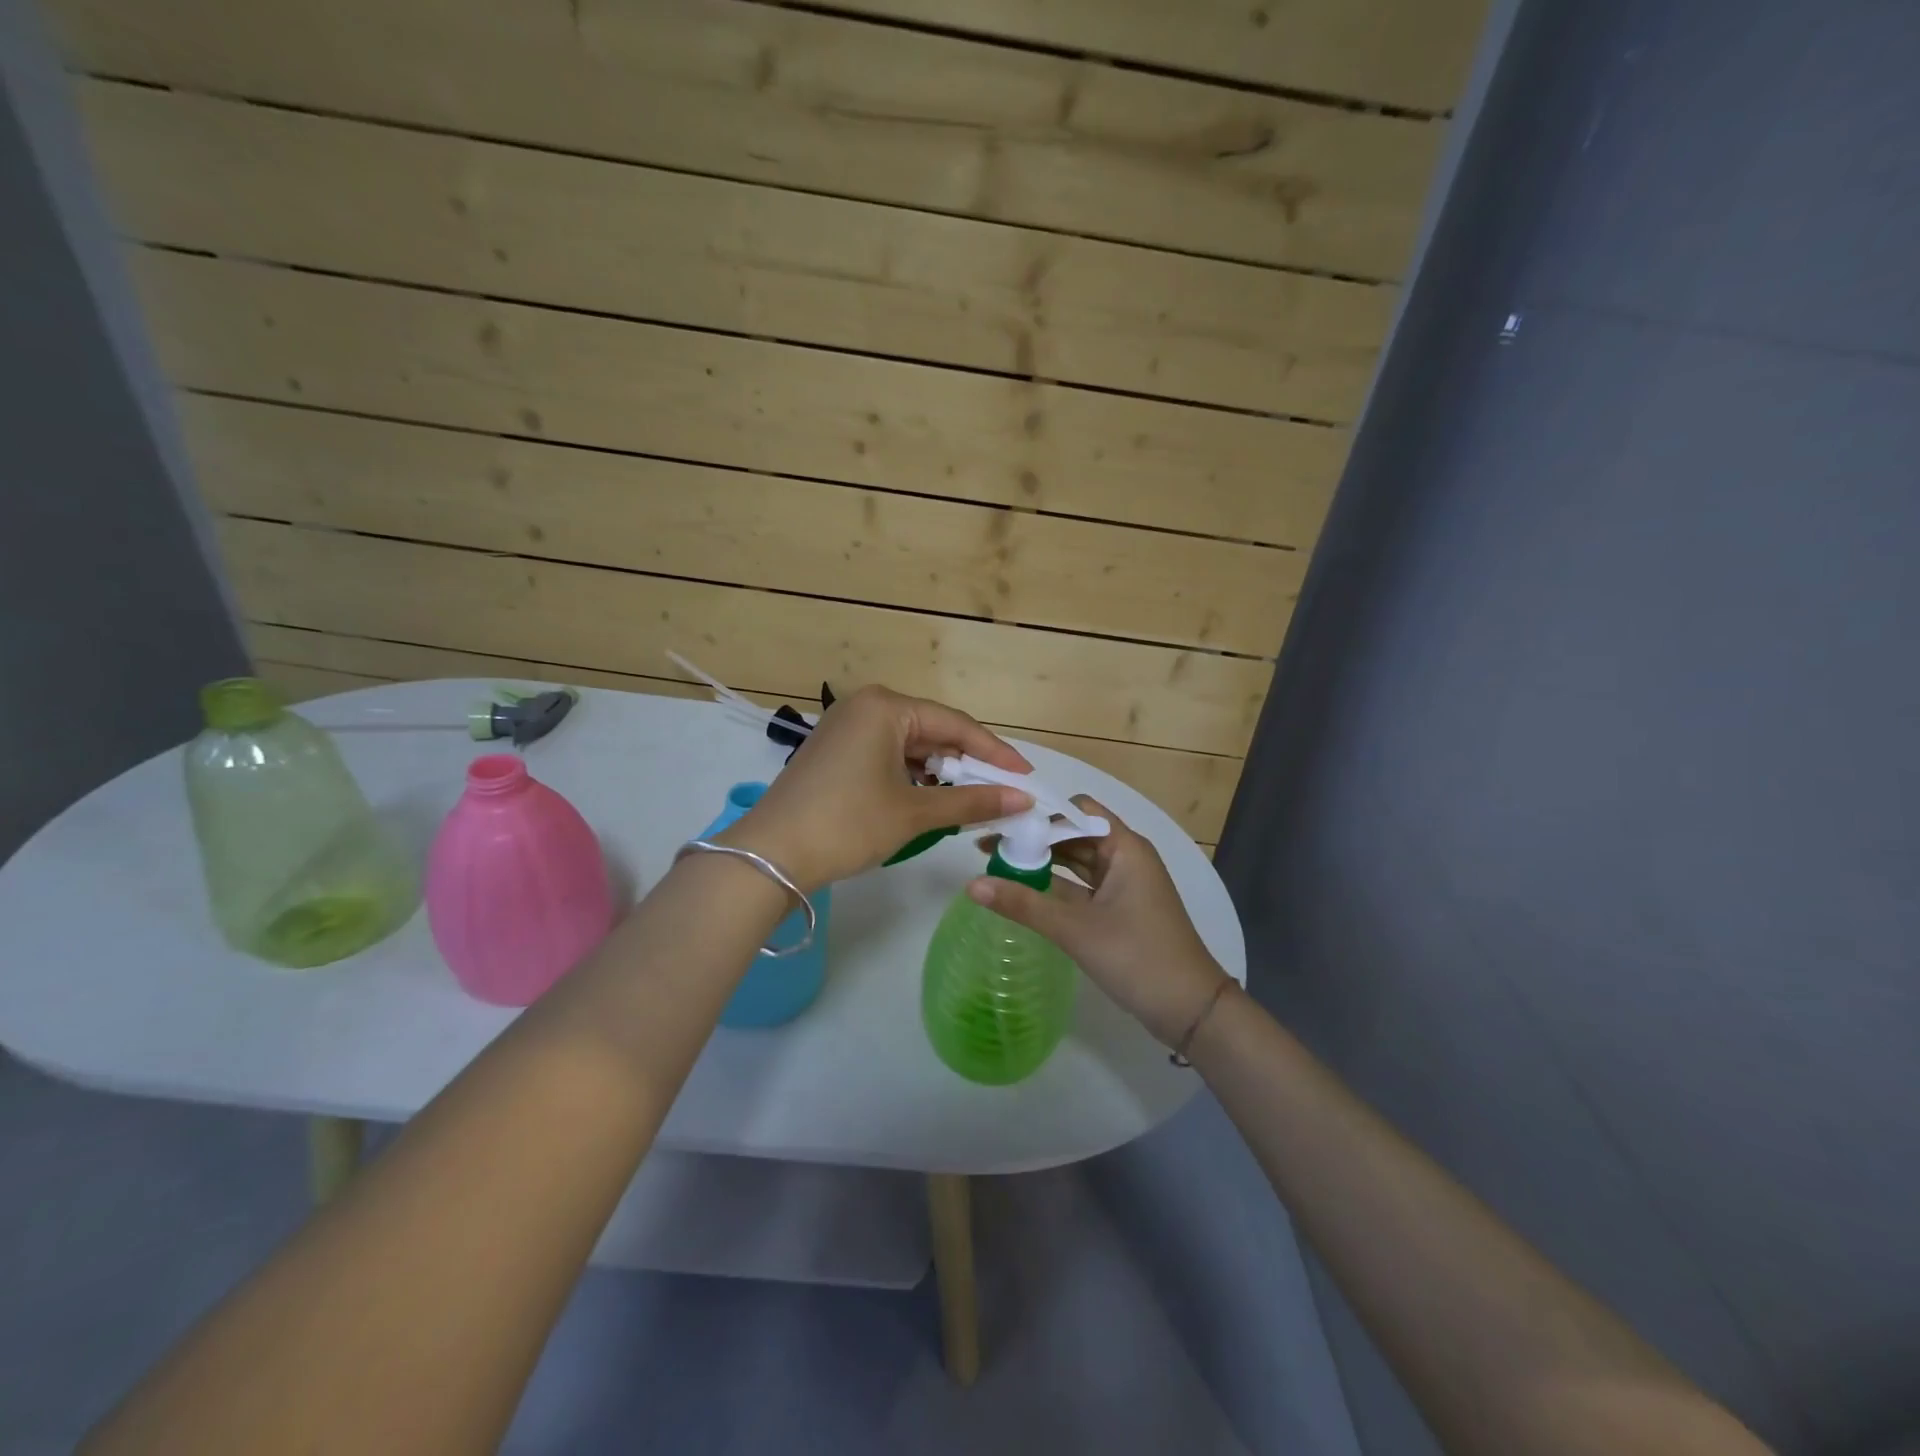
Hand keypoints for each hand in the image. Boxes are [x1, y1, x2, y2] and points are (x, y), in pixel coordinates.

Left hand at [716, 685, 1032, 892]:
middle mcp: (864, 706)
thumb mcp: (914, 813)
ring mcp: (845, 728)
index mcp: (885, 707)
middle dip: (966, 764)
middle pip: (932, 731)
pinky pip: (886, 756)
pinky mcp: (834, 752)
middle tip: (1001, 791)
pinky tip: (928, 800)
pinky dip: (911, 777)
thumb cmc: (848, 824)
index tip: (1025, 776)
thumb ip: (971, 801)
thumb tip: (1022, 799)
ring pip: (909, 746)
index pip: (956, 724)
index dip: (994, 752)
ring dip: (939, 773)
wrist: (770, 855)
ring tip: (969, 800)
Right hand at [967, 797, 1228, 1047]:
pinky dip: (1054, 886)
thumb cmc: (1137, 957)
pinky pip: (1081, 887)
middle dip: (1034, 837)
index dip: (1040, 811)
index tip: (1000, 817)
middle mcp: (1125, 857)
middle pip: (1073, 833)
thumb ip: (1023, 904)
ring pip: (1076, 862)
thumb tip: (971, 883)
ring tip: (995, 862)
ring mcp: (1123, 884)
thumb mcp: (1076, 929)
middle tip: (987, 841)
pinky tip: (1021, 890)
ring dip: (1042, 861)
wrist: (1190, 1010)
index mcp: (1124, 847)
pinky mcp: (1118, 909)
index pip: (1076, 810)